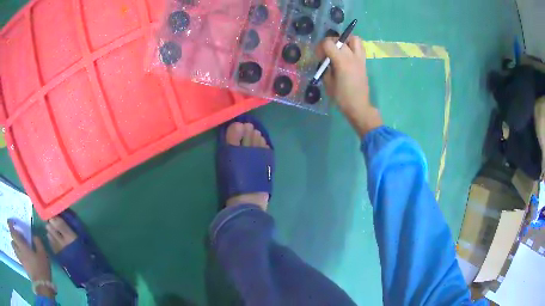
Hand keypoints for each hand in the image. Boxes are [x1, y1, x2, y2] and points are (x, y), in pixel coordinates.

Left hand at [8, 222, 54, 297]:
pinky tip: (20, 255)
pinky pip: (18, 256)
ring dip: (14, 244)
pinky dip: (17, 253)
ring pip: (14, 248)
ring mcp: (21, 258)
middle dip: (12, 234)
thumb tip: (34, 236)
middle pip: (12, 239)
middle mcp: (19, 249)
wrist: (42, 286)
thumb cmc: (41, 268)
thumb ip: (38, 243)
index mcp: (21, 244)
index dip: (11, 225)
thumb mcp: (42, 254)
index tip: (12, 223)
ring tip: (16, 244)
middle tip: (14, 233)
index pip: (12, 231)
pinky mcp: (23, 266)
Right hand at [317, 36, 381, 136]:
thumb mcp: (328, 82)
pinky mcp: (364, 62)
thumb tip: (325, 61)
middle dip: (331, 43)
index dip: (320, 47)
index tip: (319, 57)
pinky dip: (352, 46)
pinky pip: (360, 47)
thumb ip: (326, 68)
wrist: (359, 106)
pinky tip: (347, 55)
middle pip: (340, 39)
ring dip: (345, 40)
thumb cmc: (342, 97)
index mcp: (341, 61)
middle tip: (327, 53)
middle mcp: (352, 56)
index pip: (328, 43)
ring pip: (354, 39)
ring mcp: (360, 59)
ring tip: (340, 49)